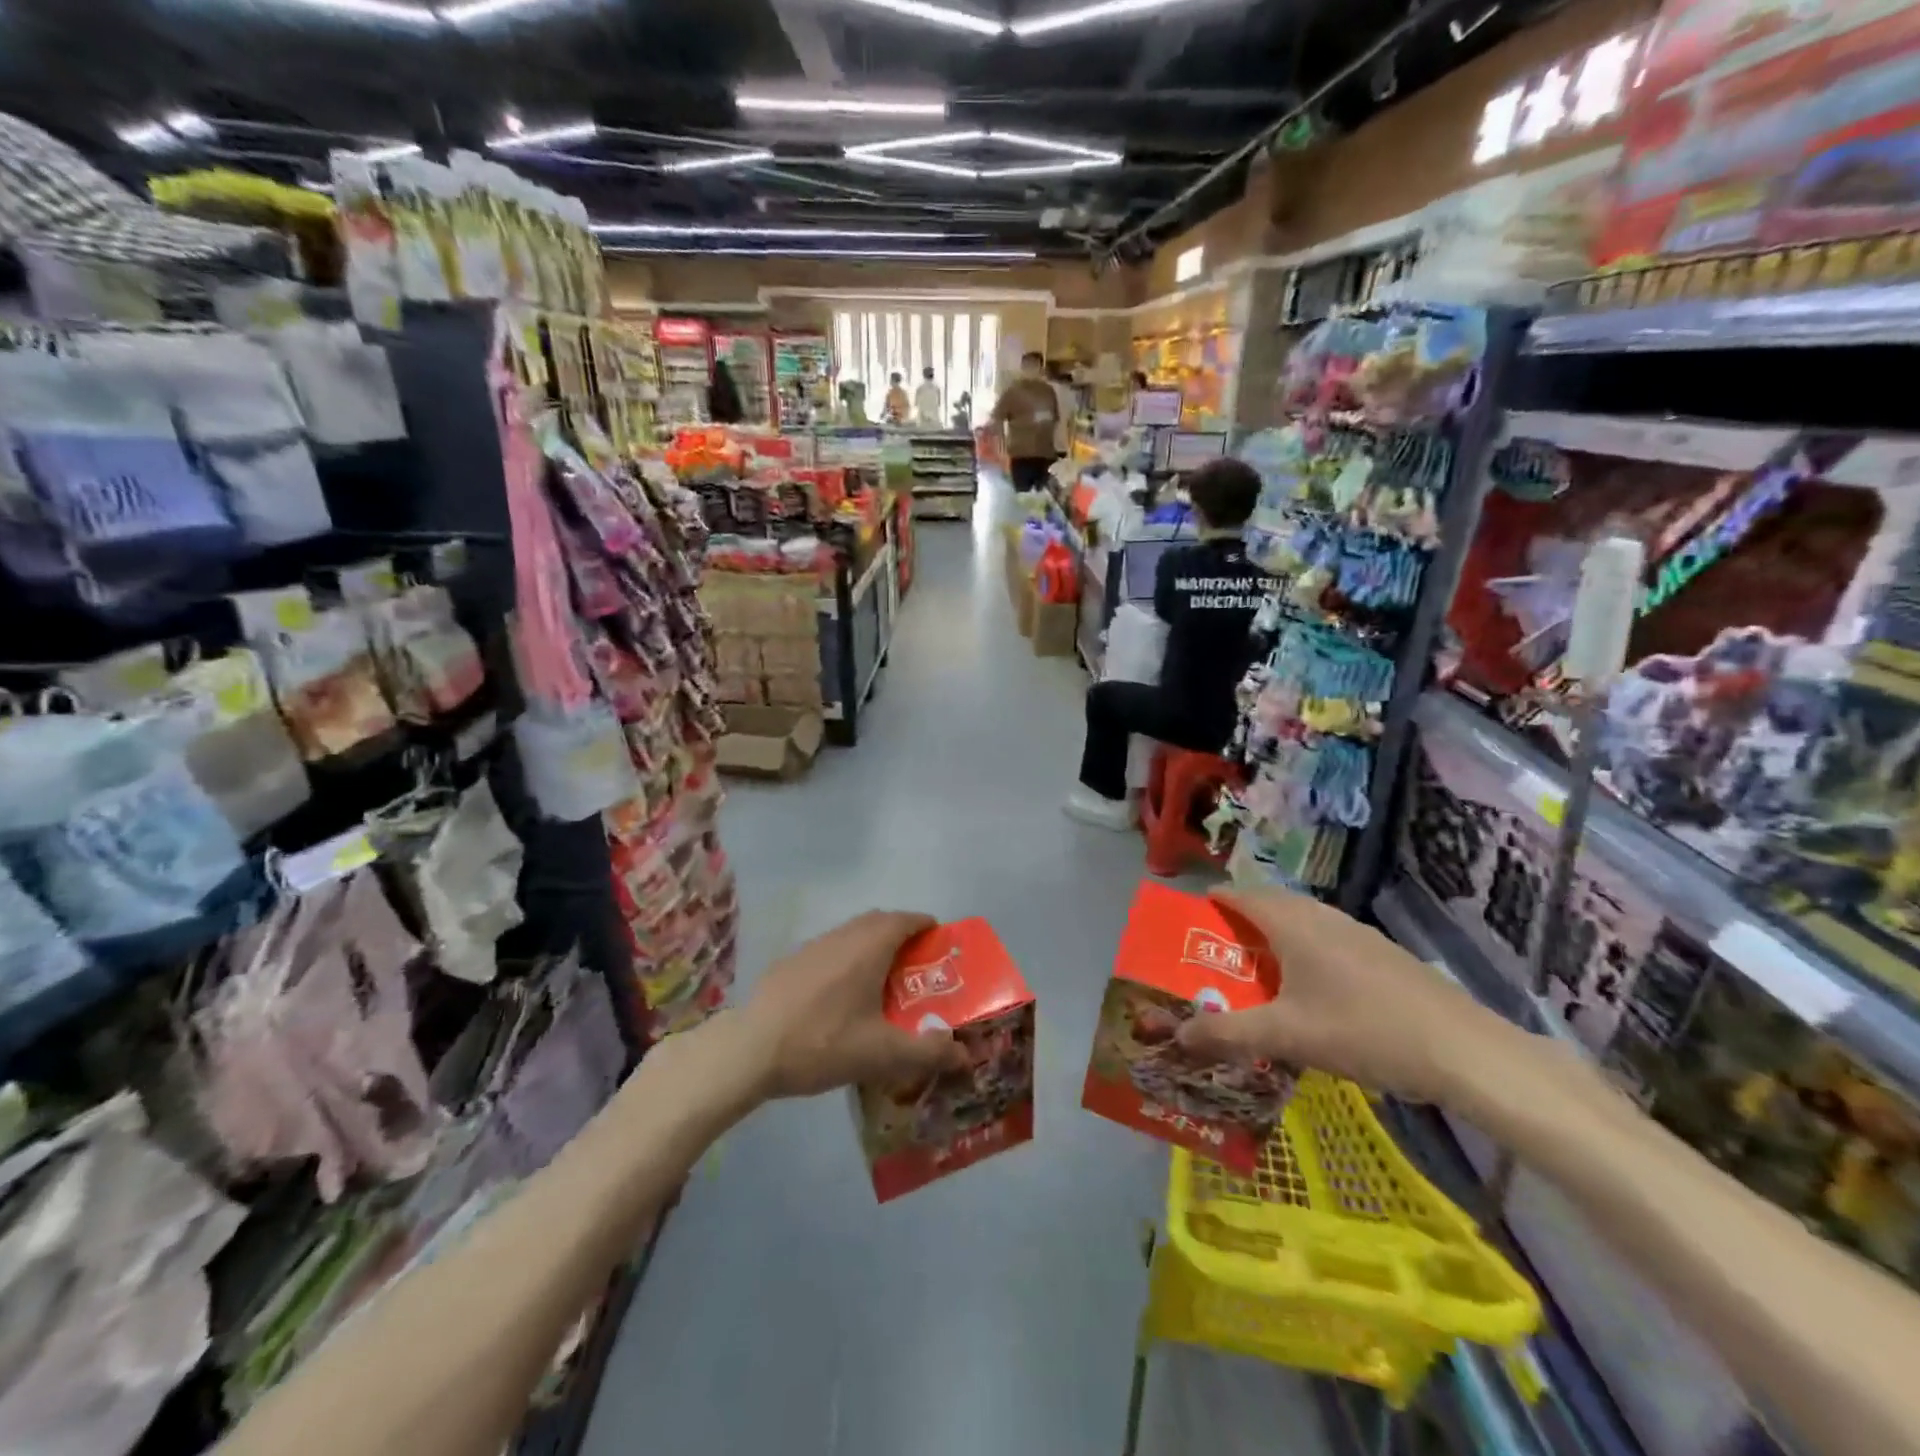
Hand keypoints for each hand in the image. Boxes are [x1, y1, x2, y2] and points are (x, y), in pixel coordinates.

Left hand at [738, 911, 968, 1098]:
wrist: (750, 1050)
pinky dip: (846, 959)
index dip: (924, 925)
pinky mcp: (789, 963)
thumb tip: (964, 1051)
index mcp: (868, 947)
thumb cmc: (823, 1043)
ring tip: (881, 980)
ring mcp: (812, 947)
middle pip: (878, 921)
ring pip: (851, 934)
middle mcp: (842, 936)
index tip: (939, 940)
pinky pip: (829, 949)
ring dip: (871, 945)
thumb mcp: (883, 1055)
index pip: (905, 919)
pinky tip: (840, 995)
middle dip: (900, 933)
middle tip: (915, 964)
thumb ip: (928, 1052)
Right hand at [1174, 888, 1506, 1102]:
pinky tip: (1312, 988)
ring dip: (1277, 934)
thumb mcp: (1284, 1036)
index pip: (1244, 895)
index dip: (1217, 899)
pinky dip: (1306, 949)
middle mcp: (1324, 918)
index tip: (1194, 914)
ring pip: (1305, 921)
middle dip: (1243, 917)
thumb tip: (1177, 1036)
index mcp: (1294, 925)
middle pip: (1273, 903)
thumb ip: (1226, 1033)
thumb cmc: (1362, 1031)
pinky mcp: (1383, 955)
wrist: (1463, 1051)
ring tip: (1260, 967)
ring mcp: (1358, 934)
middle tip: (1220, 946)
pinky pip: (1329, 938)